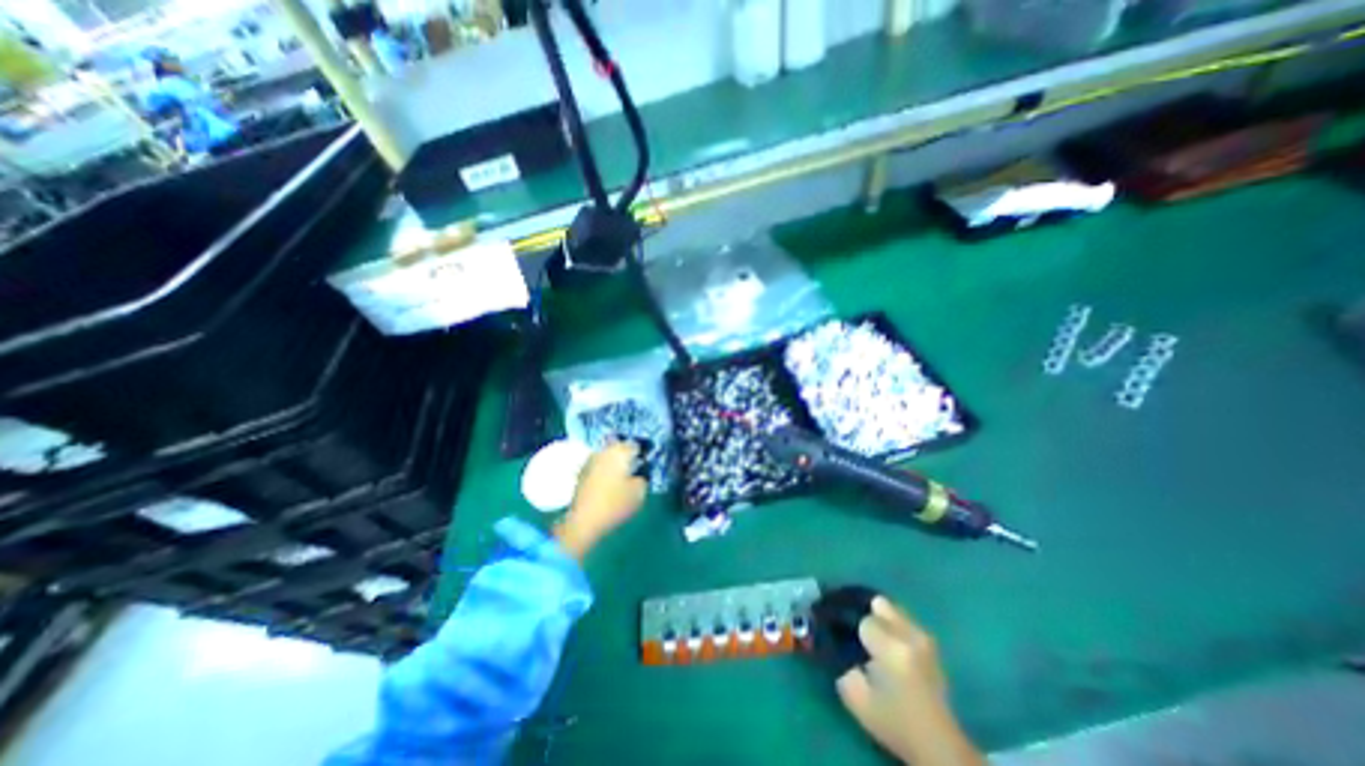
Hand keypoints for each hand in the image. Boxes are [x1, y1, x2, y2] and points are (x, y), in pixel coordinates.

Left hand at [551, 441, 647, 559]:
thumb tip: (640, 473)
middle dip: (627, 457)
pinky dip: (605, 472)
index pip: (636, 446)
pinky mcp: (581, 473)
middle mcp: (604, 450)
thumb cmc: (615, 504)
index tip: (647, 466)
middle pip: (620, 449)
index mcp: (620, 451)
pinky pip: (599, 467)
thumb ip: (643, 477)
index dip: (643, 455)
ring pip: (608, 457)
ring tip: (622, 479)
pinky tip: (609, 485)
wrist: (583, 522)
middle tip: (635, 472)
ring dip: (615, 464)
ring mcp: (590, 460)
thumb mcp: (640, 492)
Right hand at [831, 598, 980, 765]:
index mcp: (892, 649)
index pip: (865, 621)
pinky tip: (893, 646)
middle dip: (871, 617)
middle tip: (865, 637)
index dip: (858, 634)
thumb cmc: (895, 723)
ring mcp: (925, 640)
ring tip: (880, 641)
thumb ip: (843, 668)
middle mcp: (910, 637)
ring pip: (896, 610)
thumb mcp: (857, 700)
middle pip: (882, 605)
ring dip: (884, 620)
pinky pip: (906, 622)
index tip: (855, 646)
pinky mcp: (933, 646)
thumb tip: (840, 649)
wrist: (939, 746)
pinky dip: (896, 627)